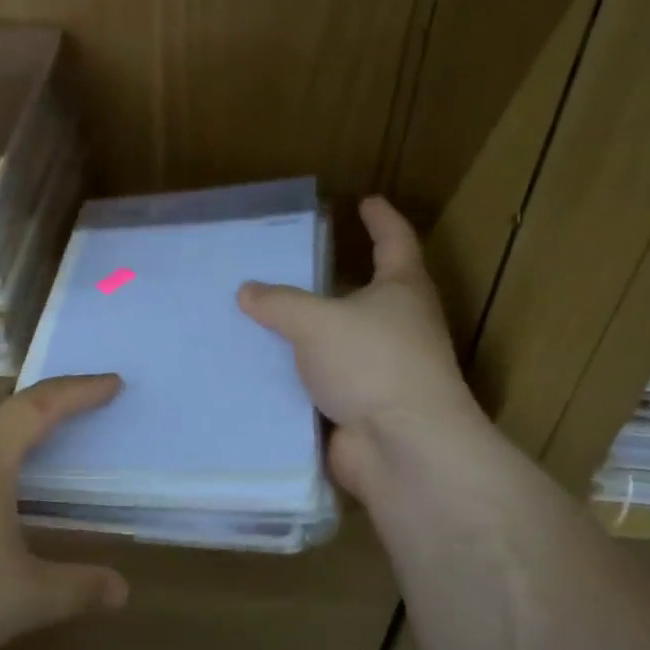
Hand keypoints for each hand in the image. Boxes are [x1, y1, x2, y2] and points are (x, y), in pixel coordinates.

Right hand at [238, 196, 484, 497]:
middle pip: (364, 293)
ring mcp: (380, 371)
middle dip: (331, 281)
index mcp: (402, 290)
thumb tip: (247, 291)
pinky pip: (320, 383)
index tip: (366, 200)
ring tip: (258, 318)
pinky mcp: (360, 408)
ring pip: (337, 342)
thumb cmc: (372, 364)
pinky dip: (295, 377)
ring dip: (306, 334)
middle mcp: (398, 327)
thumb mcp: (318, 321)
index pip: (394, 241)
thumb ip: (280, 303)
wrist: (401, 449)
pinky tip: (257, 370)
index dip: (380, 219)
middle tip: (286, 265)